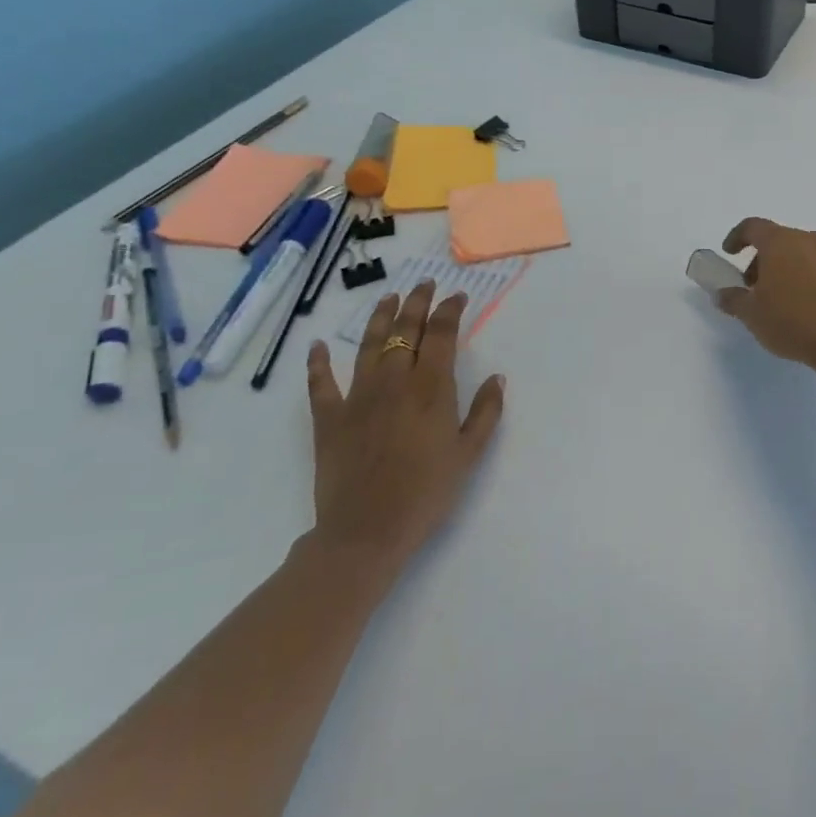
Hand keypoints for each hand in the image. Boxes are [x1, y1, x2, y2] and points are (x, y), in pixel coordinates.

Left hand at [303, 282, 505, 577]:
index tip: (457, 296)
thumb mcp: (469, 454)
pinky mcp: (329, 418)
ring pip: (369, 346)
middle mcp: (394, 381)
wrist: (366, 531)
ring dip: (379, 318)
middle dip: (417, 303)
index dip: (450, 311)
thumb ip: (486, 412)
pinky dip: (319, 363)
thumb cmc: (427, 493)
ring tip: (387, 298)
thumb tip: (497, 377)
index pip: (442, 335)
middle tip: (424, 285)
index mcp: (431, 388)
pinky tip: (318, 346)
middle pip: (405, 331)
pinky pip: (321, 383)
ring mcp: (357, 397)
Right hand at [715, 218, 815, 369]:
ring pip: (799, 253)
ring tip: (776, 299)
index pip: (753, 226)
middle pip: (777, 240)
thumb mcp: (751, 314)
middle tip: (751, 286)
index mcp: (780, 241)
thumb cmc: (791, 320)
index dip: (737, 237)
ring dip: (783, 269)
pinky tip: (800, 306)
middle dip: (760, 259)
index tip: (729, 253)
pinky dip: (804, 278)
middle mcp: (806, 240)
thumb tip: (722, 294)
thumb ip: (733, 299)